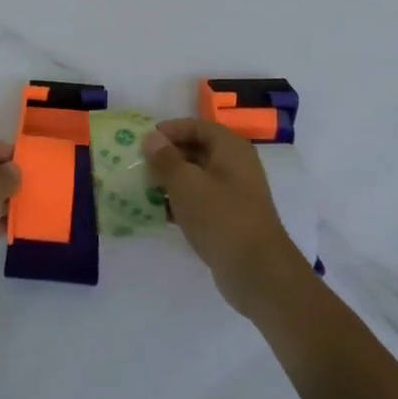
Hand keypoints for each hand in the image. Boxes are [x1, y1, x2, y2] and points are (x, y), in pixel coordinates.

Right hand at [143, 119, 309, 316]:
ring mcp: (234, 194)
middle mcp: (236, 166)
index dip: (170, 130)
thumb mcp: (186, 184)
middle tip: (140, 165)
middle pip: (196, 150)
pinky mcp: (229, 219)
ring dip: (171, 181)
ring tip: (143, 188)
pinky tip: (157, 212)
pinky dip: (180, 202)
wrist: (257, 272)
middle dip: (167, 156)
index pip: (197, 126)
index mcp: (231, 149)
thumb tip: (151, 138)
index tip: (144, 141)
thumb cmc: (220, 217)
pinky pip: (200, 201)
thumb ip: (165, 159)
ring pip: (196, 177)